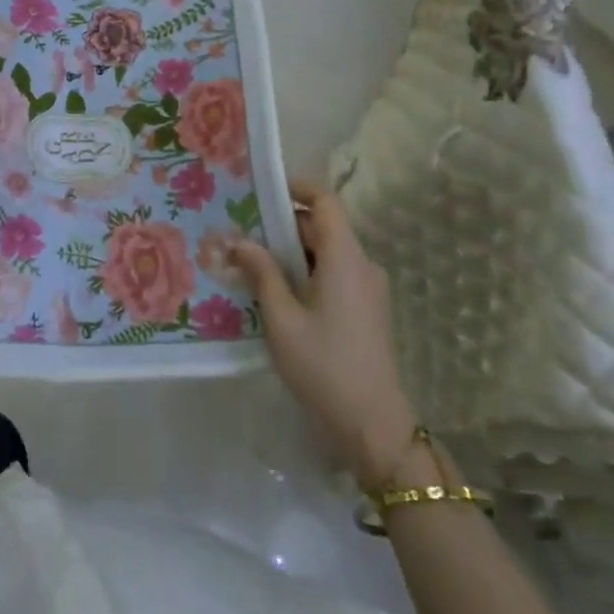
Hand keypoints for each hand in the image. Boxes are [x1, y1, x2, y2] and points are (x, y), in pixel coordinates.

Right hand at [232, 179, 417, 486]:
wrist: (373, 425)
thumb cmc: (323, 366)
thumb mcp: (281, 318)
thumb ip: (261, 273)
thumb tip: (240, 240)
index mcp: (346, 258)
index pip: (326, 202)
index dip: (297, 188)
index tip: (261, 190)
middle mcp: (362, 265)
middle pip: (323, 226)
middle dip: (282, 224)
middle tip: (241, 232)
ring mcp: (367, 289)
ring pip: (326, 253)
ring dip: (290, 252)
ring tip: (250, 262)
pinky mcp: (366, 310)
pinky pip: (333, 274)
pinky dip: (305, 273)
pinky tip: (275, 292)